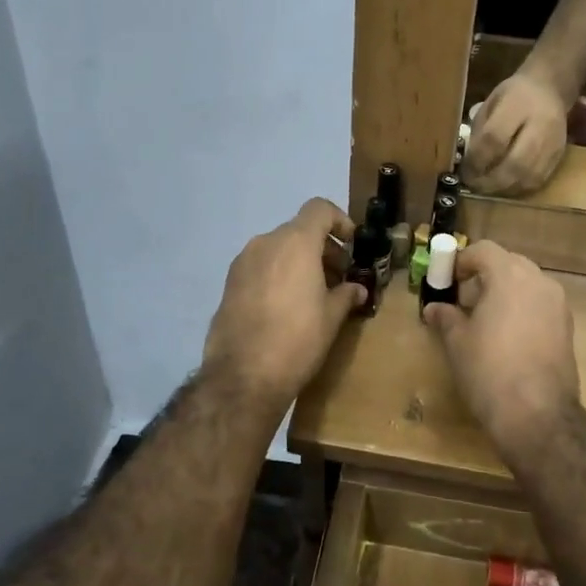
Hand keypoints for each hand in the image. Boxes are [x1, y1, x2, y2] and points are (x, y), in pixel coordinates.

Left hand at [202, 198, 365, 419]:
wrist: (243, 376)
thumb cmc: (297, 339)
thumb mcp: (331, 317)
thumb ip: (346, 294)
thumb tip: (356, 289)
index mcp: (295, 243)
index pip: (319, 209)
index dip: (340, 221)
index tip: (352, 246)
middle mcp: (265, 243)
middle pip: (299, 230)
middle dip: (322, 248)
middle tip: (339, 277)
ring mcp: (242, 263)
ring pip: (278, 249)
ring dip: (299, 262)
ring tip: (314, 294)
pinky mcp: (229, 284)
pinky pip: (261, 267)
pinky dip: (278, 275)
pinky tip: (287, 306)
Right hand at [422, 241, 579, 455]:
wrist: (537, 414)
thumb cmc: (488, 370)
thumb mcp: (458, 342)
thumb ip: (446, 318)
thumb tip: (434, 309)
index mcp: (510, 276)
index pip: (484, 250)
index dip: (462, 261)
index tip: (448, 280)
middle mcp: (539, 282)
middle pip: (509, 263)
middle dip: (486, 275)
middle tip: (465, 300)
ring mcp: (558, 305)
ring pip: (528, 284)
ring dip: (506, 292)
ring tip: (486, 320)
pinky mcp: (568, 329)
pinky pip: (541, 305)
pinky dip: (523, 310)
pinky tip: (508, 338)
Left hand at [466, 69, 570, 195]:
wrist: (550, 89)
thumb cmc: (513, 95)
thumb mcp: (490, 103)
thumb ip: (480, 130)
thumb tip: (469, 163)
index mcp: (518, 104)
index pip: (495, 138)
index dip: (477, 160)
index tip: (464, 171)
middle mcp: (540, 125)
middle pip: (515, 163)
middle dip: (490, 180)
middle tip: (473, 185)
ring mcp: (553, 143)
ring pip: (529, 177)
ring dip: (504, 188)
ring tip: (486, 189)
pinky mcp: (559, 156)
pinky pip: (539, 181)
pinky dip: (519, 189)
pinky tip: (505, 187)